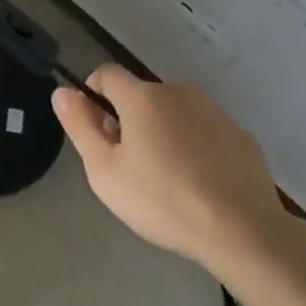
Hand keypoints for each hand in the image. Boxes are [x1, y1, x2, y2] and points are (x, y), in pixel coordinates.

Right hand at [52, 65, 295, 278]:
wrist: (243, 232)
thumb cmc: (162, 200)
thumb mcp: (104, 171)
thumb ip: (79, 126)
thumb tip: (62, 92)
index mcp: (142, 97)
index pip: (106, 73)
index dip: (93, 95)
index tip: (96, 132)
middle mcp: (178, 92)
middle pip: (141, 95)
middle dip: (128, 120)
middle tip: (129, 165)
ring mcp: (215, 112)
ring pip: (174, 113)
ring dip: (162, 132)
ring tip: (166, 178)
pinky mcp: (241, 136)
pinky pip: (205, 132)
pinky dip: (195, 147)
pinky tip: (199, 184)